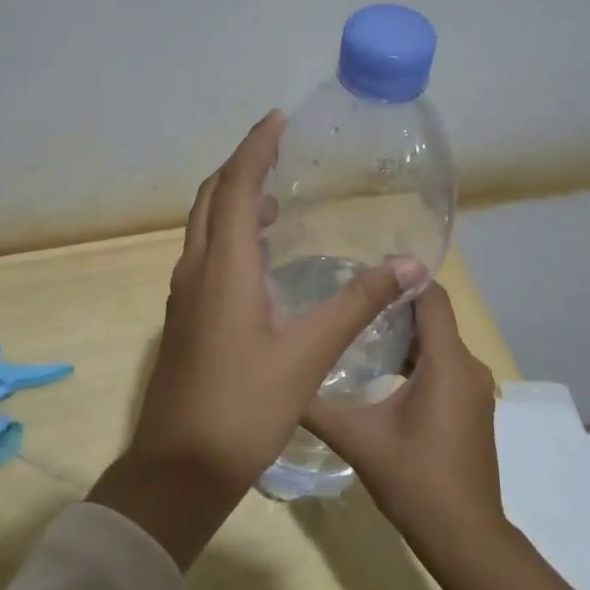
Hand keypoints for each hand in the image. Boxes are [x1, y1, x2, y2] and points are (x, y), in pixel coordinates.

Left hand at [89, 112, 424, 566]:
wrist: (179, 468)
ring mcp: (184, 298)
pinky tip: (259, 261)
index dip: (255, 148)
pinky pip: (204, 258)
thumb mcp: (307, 355)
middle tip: (277, 152)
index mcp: (223, 269)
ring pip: (203, 230)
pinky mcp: (184, 321)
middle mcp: (195, 272)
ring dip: (232, 204)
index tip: (279, 120)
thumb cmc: (243, 408)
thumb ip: (357, 304)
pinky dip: (228, 239)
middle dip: (240, 169)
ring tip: (274, 201)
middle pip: (210, 200)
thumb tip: (410, 265)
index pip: (234, 187)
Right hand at [307, 282, 589, 589]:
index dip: (401, 276)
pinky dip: (416, 360)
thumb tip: (281, 379)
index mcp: (447, 363)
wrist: (464, 536)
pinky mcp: (472, 408)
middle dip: (393, 306)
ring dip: (403, 336)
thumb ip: (317, 405)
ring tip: (356, 333)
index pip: (431, 296)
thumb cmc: (414, 480)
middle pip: (433, 317)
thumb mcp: (358, 438)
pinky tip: (381, 373)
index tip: (361, 271)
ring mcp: (475, 389)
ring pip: (438, 344)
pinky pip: (445, 367)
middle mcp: (469, 367)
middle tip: (346, 302)